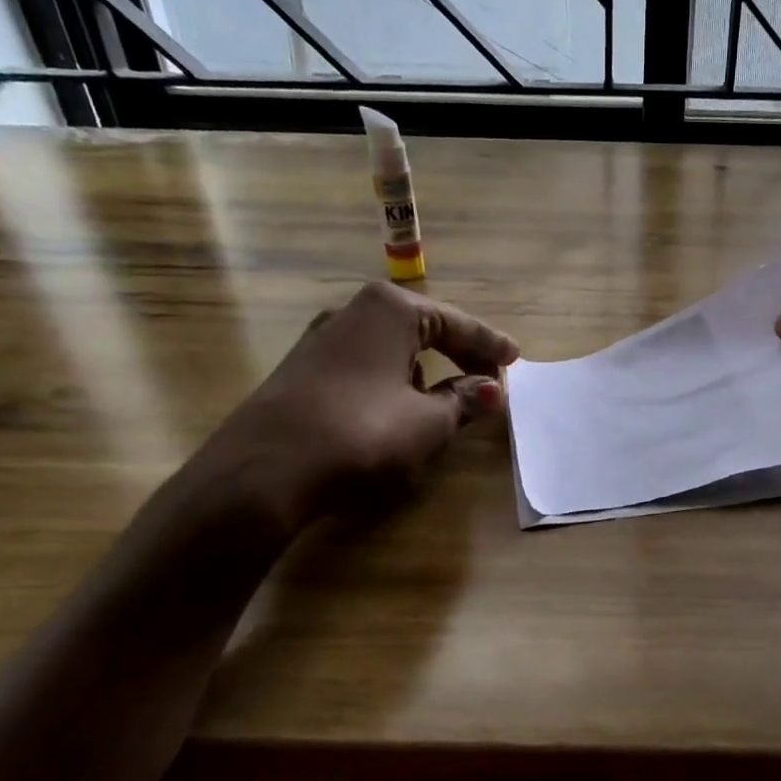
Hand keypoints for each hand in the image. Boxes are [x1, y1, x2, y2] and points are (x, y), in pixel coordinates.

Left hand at [207, 281, 518, 523]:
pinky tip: (397, 408)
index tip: (516, 358)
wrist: (264, 470)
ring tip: (446, 398)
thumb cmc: (362, 433)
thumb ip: (464, 401)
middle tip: (489, 378)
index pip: (456, 323)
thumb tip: (493, 390)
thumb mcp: (428, 422)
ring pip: (390, 348)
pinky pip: (365, 367)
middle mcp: (353, 312)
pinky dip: (393, 380)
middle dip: (458, 354)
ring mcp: (321, 340)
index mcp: (390, 310)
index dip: (489, 344)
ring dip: (424, 369)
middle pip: (422, 329)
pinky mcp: (302, 370)